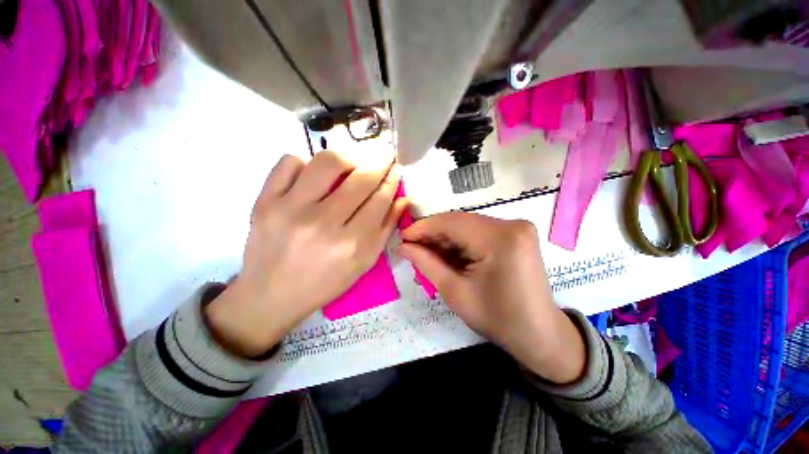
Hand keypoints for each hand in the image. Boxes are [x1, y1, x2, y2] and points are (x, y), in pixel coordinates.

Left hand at [206, 150, 407, 356]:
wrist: (271, 295)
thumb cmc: (325, 282)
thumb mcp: (364, 262)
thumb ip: (386, 229)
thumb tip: (402, 198)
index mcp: (351, 244)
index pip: (380, 199)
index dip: (392, 180)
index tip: (397, 168)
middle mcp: (323, 224)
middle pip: (360, 179)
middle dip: (379, 162)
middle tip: (384, 156)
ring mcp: (290, 209)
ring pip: (327, 162)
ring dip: (348, 158)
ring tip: (352, 165)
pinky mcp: (264, 201)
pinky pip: (289, 163)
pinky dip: (306, 163)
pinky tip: (313, 177)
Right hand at [398, 213, 584, 383]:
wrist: (540, 335)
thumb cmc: (497, 319)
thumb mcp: (454, 291)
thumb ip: (425, 263)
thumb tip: (402, 246)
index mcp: (499, 239)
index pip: (451, 222)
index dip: (423, 227)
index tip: (403, 237)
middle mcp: (511, 224)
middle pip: (459, 222)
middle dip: (433, 234)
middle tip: (412, 247)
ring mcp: (516, 227)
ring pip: (467, 225)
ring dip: (445, 238)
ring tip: (427, 253)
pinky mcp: (516, 233)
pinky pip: (479, 231)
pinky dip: (460, 241)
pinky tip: (448, 254)